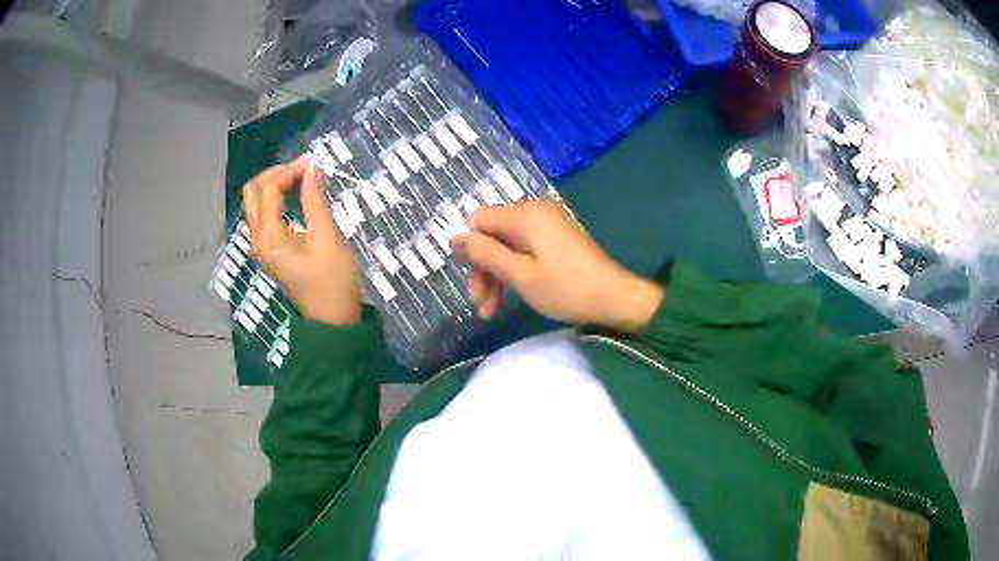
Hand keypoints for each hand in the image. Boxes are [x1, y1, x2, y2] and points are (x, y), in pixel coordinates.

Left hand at [242, 156, 361, 325]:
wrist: (332, 319)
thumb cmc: (332, 281)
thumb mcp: (327, 237)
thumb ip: (315, 200)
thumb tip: (312, 168)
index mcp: (268, 237)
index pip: (269, 189)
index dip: (289, 171)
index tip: (314, 164)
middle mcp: (256, 239)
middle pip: (252, 192)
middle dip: (274, 174)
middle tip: (302, 169)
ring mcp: (259, 246)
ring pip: (254, 202)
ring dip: (273, 185)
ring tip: (300, 179)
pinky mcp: (267, 250)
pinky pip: (261, 215)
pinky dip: (274, 200)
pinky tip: (294, 196)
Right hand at [452, 199, 663, 332]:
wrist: (614, 297)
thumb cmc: (566, 289)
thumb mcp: (520, 275)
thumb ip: (485, 253)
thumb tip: (454, 237)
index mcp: (524, 214)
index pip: (478, 219)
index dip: (468, 248)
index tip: (469, 279)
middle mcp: (534, 210)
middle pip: (491, 233)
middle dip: (482, 268)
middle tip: (480, 304)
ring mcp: (547, 222)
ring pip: (506, 244)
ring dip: (496, 274)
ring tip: (490, 310)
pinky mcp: (555, 236)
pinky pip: (524, 247)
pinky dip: (514, 269)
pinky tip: (509, 296)